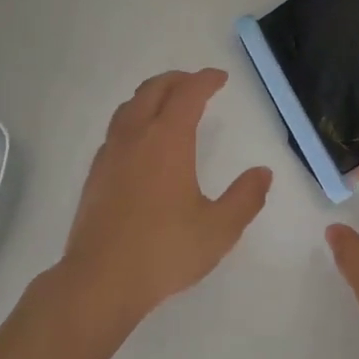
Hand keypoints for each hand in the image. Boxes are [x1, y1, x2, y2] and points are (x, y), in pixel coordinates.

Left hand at [56, 69, 272, 331]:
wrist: (100, 280)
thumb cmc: (164, 251)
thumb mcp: (219, 229)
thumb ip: (245, 198)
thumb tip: (263, 173)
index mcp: (167, 140)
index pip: (187, 94)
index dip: (205, 81)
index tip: (220, 78)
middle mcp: (135, 137)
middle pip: (153, 91)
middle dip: (177, 80)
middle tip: (196, 83)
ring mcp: (110, 155)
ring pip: (129, 107)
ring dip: (151, 96)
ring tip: (167, 103)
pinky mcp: (95, 175)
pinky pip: (116, 130)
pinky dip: (134, 119)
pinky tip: (141, 142)